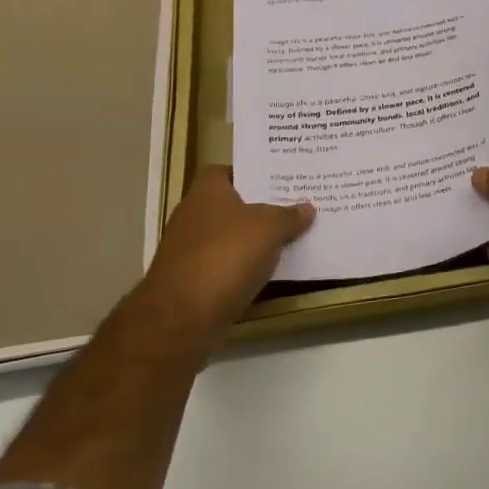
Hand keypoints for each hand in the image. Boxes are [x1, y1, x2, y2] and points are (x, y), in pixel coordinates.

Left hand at [143, 167, 313, 337]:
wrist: (182, 317)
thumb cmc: (226, 256)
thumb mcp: (270, 229)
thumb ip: (289, 216)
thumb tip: (306, 208)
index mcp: (206, 193)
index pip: (224, 171)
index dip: (249, 174)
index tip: (276, 181)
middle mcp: (192, 217)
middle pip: (228, 206)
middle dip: (257, 209)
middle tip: (292, 208)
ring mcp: (188, 252)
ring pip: (227, 238)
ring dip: (251, 242)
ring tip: (287, 240)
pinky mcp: (190, 283)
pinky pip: (224, 267)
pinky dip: (242, 269)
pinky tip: (267, 273)